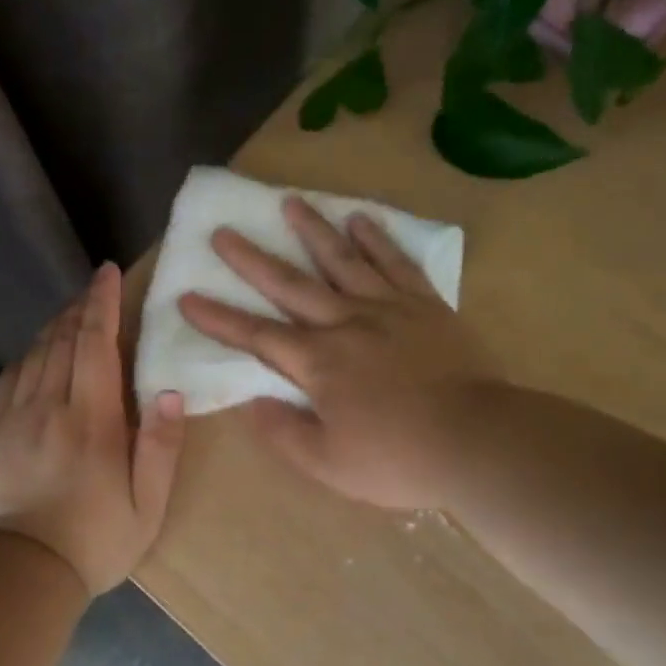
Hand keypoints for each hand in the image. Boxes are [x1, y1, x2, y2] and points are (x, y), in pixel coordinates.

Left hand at [0, 262, 185, 596]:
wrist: (25, 571)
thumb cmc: (97, 539)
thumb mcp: (148, 504)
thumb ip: (160, 445)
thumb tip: (168, 391)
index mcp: (92, 419)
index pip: (95, 343)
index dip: (101, 303)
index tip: (106, 274)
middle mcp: (50, 406)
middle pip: (63, 340)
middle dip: (81, 309)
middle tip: (95, 291)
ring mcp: (16, 418)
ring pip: (35, 354)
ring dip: (55, 328)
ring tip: (72, 316)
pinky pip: (9, 378)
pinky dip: (27, 356)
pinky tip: (36, 354)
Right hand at [179, 197, 496, 510]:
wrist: (479, 441)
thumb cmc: (398, 459)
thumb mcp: (328, 464)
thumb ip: (283, 432)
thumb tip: (251, 403)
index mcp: (318, 363)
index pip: (256, 335)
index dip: (218, 318)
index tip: (186, 297)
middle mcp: (345, 324)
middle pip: (290, 285)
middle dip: (251, 260)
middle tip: (223, 232)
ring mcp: (388, 309)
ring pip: (342, 261)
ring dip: (312, 231)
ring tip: (290, 202)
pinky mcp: (425, 305)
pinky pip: (396, 264)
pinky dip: (377, 240)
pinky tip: (360, 220)